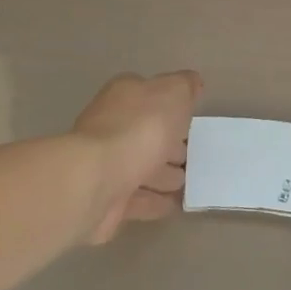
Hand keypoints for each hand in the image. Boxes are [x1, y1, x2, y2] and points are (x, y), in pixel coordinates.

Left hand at [72, 71, 198, 243]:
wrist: (96, 180)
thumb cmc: (140, 128)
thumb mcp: (174, 93)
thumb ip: (185, 86)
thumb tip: (192, 83)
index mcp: (125, 96)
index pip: (151, 96)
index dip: (173, 108)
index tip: (193, 122)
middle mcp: (112, 127)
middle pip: (147, 134)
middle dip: (170, 145)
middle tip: (195, 156)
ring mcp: (107, 165)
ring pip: (142, 168)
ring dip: (164, 176)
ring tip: (189, 183)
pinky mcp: (106, 200)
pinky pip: (138, 199)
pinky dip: (155, 202)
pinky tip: (175, 206)